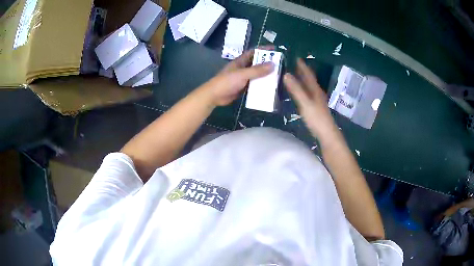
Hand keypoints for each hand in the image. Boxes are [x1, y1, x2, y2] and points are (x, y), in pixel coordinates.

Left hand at [204, 47, 273, 105]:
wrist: (214, 96)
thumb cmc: (226, 82)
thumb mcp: (242, 74)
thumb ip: (257, 70)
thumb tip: (273, 64)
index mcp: (241, 61)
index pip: (254, 52)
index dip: (263, 49)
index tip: (275, 49)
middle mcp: (243, 68)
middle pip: (257, 64)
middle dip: (268, 64)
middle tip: (281, 65)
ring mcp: (243, 78)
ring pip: (257, 75)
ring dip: (266, 76)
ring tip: (278, 77)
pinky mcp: (243, 88)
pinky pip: (255, 85)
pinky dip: (261, 86)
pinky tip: (270, 88)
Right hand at [283, 58, 337, 138]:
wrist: (326, 133)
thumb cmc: (316, 118)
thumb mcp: (305, 103)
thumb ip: (296, 89)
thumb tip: (286, 74)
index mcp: (315, 89)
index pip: (308, 73)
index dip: (302, 65)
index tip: (295, 57)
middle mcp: (316, 92)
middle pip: (309, 78)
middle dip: (301, 70)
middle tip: (290, 64)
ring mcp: (316, 100)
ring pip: (308, 85)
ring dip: (301, 79)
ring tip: (291, 74)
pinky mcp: (314, 107)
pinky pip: (306, 93)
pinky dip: (301, 88)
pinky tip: (296, 91)